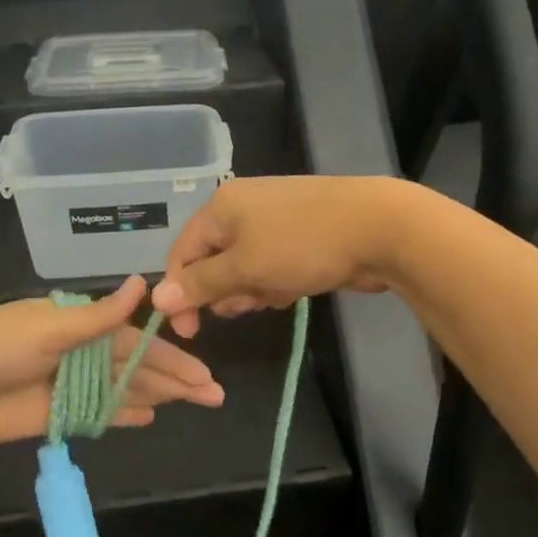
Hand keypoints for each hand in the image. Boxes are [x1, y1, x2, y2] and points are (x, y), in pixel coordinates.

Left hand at [0, 276, 223, 444]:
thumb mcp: (49, 327)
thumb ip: (99, 317)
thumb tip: (142, 283)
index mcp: (80, 325)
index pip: (137, 342)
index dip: (172, 358)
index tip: (203, 374)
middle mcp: (80, 353)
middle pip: (136, 368)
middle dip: (175, 380)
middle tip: (213, 395)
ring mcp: (69, 385)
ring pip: (123, 390)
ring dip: (157, 396)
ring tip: (194, 403)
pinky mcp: (55, 415)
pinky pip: (98, 414)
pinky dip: (123, 414)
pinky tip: (149, 417)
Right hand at [151, 176, 414, 338]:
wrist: (380, 229)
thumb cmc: (302, 245)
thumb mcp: (245, 268)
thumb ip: (200, 284)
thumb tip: (157, 297)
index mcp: (222, 206)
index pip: (183, 251)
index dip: (181, 291)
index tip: (189, 330)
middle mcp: (243, 208)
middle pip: (213, 260)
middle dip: (225, 290)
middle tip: (244, 305)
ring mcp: (275, 220)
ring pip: (244, 268)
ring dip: (253, 289)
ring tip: (276, 294)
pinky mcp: (300, 235)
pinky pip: (272, 266)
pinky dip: (277, 282)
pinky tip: (295, 289)